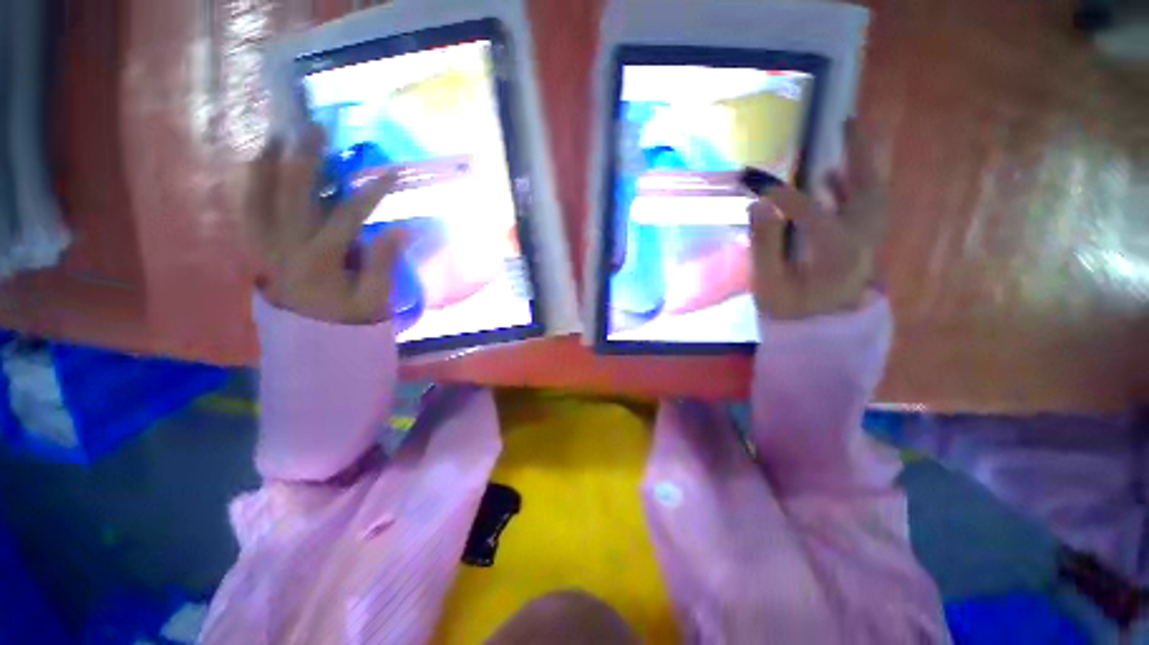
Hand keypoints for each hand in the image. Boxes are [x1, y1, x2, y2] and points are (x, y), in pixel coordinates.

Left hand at [244, 124, 402, 323]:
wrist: (312, 342)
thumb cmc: (349, 319)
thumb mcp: (375, 297)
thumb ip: (384, 263)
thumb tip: (401, 229)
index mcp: (321, 261)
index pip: (347, 216)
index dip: (371, 192)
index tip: (391, 173)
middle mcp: (287, 248)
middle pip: (292, 194)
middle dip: (306, 158)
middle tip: (317, 129)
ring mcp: (267, 248)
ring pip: (258, 197)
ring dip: (268, 164)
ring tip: (278, 137)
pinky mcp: (259, 250)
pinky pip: (247, 212)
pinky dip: (250, 186)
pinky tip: (259, 167)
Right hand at [749, 123, 887, 319]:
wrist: (818, 335)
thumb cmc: (789, 312)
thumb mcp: (768, 283)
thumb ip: (764, 244)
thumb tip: (758, 204)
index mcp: (836, 253)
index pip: (811, 212)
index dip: (783, 195)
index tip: (755, 182)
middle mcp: (861, 242)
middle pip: (868, 190)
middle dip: (859, 155)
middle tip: (847, 124)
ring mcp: (866, 244)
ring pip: (874, 196)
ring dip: (861, 168)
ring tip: (846, 142)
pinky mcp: (861, 247)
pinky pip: (867, 209)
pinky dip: (855, 188)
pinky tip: (832, 178)